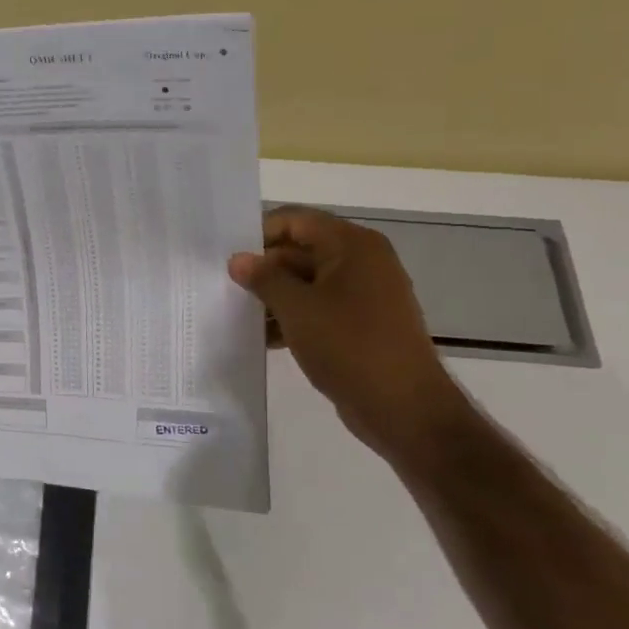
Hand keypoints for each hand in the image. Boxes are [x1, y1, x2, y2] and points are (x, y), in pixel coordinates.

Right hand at [228, 208, 472, 460]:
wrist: (404, 408)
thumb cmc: (350, 347)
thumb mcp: (297, 309)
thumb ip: (263, 279)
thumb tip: (238, 260)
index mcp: (352, 245)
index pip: (296, 220)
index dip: (259, 234)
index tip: (227, 257)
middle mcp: (362, 261)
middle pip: (300, 250)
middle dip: (263, 269)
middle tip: (225, 287)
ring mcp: (364, 293)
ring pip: (307, 281)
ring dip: (274, 296)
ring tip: (239, 314)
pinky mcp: (361, 322)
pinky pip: (319, 306)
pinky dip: (293, 316)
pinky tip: (264, 337)